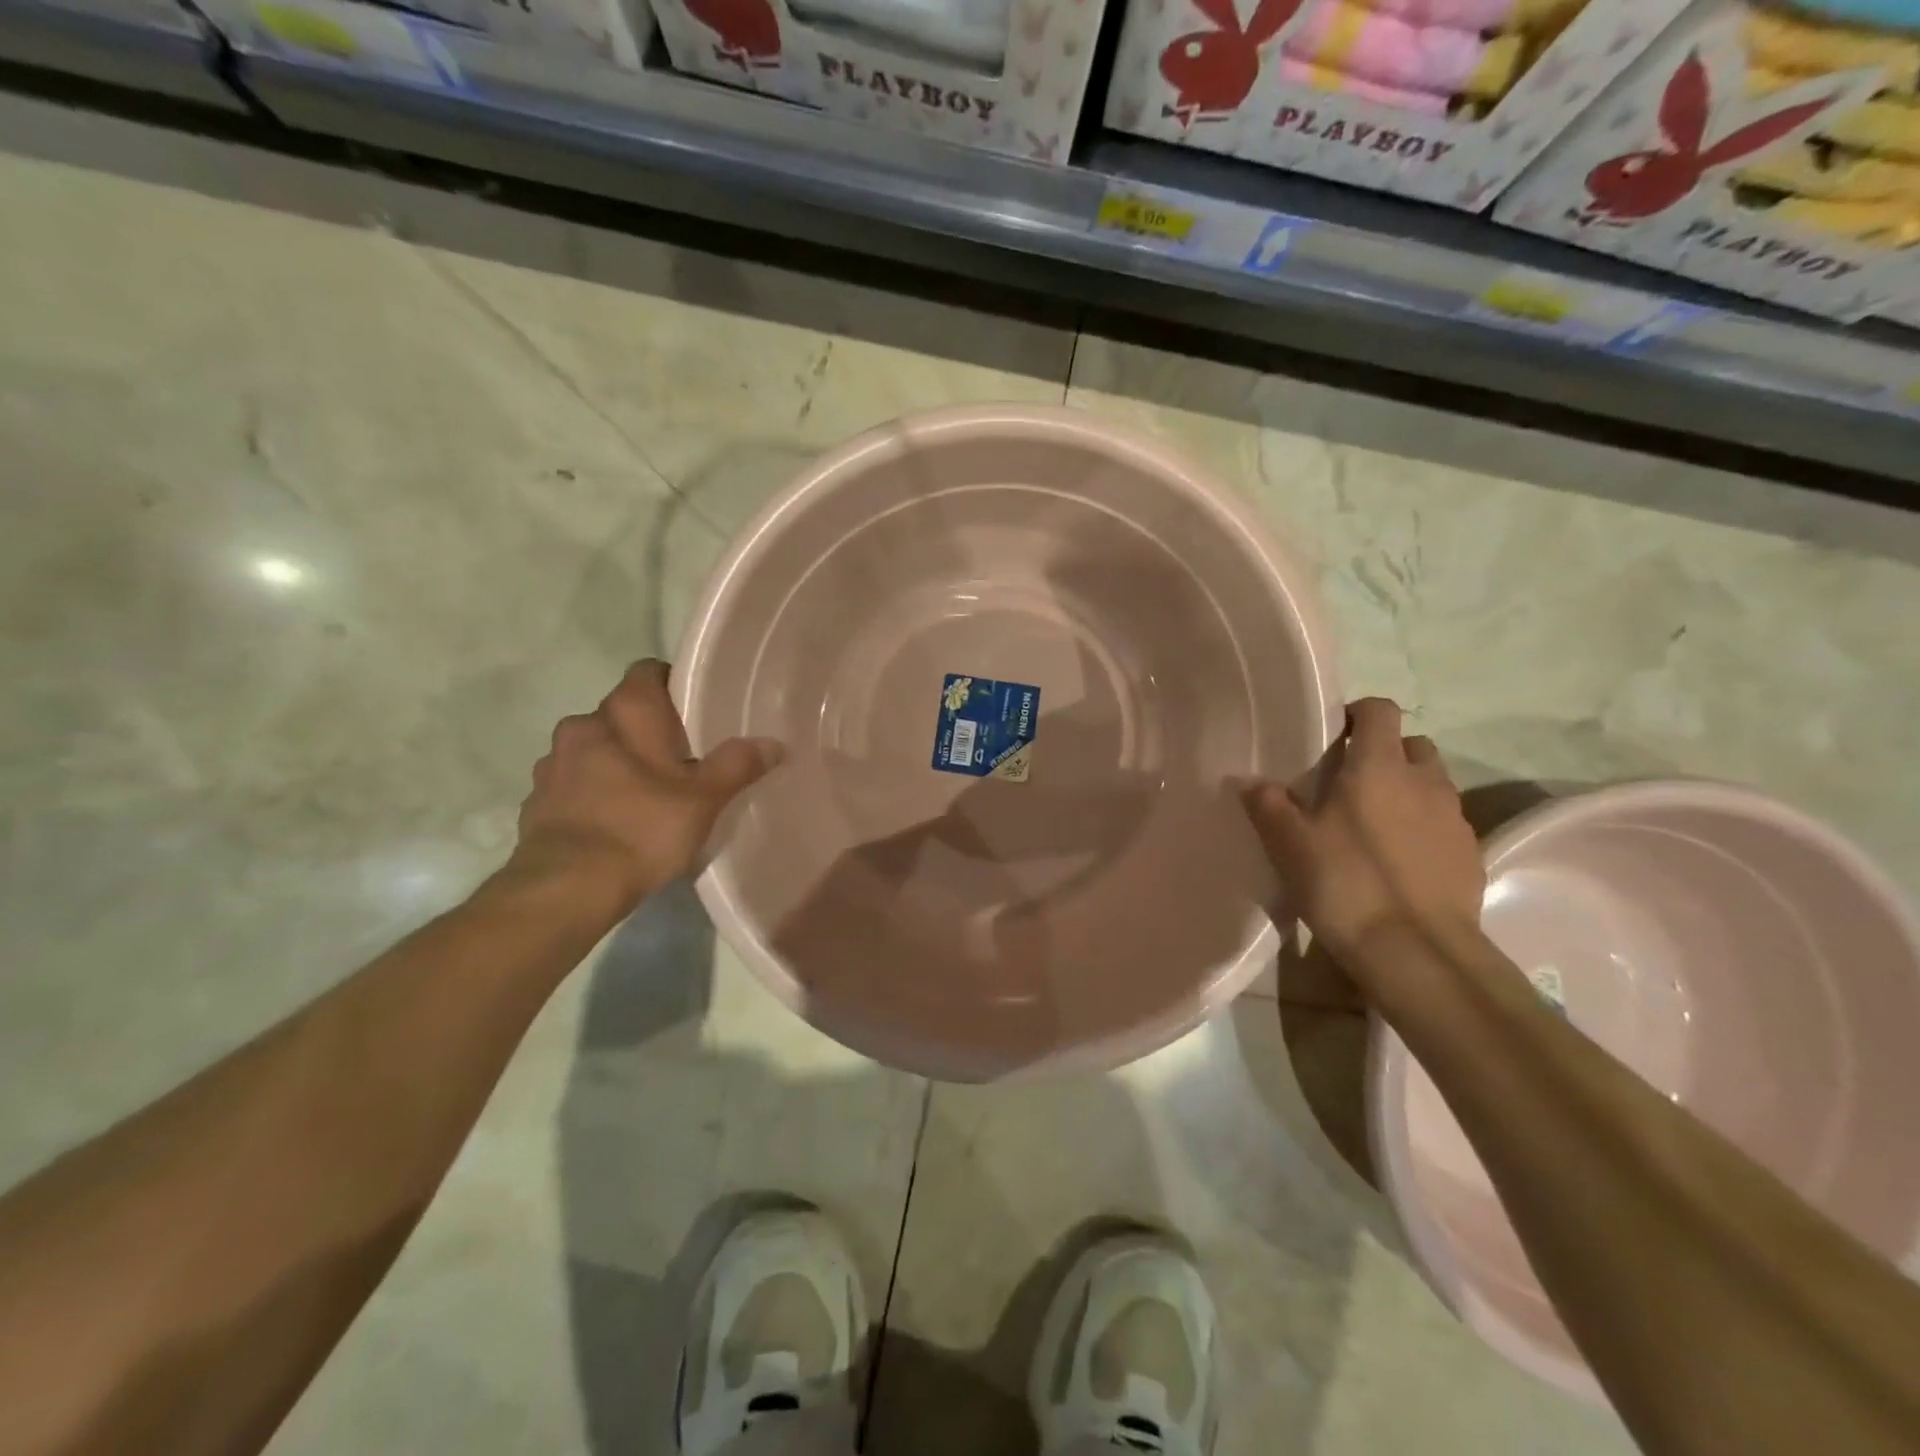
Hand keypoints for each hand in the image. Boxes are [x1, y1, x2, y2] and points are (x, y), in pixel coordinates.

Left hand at [512, 660, 782, 912]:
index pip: (648, 672)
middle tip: (682, 757)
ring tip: (647, 792)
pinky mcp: (537, 801)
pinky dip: (593, 792)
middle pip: (621, 713)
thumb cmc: (642, 829)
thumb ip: (738, 764)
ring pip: (594, 748)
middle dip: (647, 730)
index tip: (695, 710)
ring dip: (616, 761)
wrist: (566, 888)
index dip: (672, 684)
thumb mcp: (705, 799)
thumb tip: (772, 743)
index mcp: (625, 713)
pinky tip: (615, 820)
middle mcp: (582, 725)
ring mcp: (553, 764)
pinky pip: (574, 783)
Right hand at [1242, 698, 1483, 961]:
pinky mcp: (1470, 854)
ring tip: (1372, 825)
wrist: (1416, 951)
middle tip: (1349, 784)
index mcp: (1379, 767)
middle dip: (1384, 754)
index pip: (1379, 710)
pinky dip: (1422, 828)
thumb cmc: (1345, 882)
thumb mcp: (1289, 843)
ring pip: (1431, 784)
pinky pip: (1444, 824)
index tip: (1332, 737)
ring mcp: (1455, 818)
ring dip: (1405, 791)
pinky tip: (1398, 862)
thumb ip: (1267, 804)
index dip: (1357, 714)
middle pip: (1411, 745)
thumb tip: (1248, 781)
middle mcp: (1425, 781)